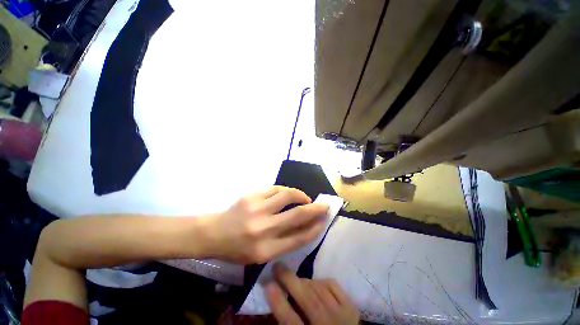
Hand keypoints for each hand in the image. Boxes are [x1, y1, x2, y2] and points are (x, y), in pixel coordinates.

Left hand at [203, 186, 329, 263]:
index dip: (315, 228)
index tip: (324, 221)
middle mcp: (263, 229)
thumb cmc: (238, 248)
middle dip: (316, 209)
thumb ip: (284, 242)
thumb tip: (306, 226)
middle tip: (324, 205)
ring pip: (288, 195)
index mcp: (266, 250)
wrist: (214, 233)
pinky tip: (289, 194)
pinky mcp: (252, 196)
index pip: (299, 238)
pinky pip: (276, 188)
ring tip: (305, 198)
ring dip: (301, 195)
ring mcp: (257, 209)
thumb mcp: (262, 255)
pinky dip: (286, 190)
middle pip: (297, 215)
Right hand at [266, 263, 359, 324]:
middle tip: (277, 266)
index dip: (279, 303)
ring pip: (320, 291)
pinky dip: (321, 281)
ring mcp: (344, 316)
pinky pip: (333, 285)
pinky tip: (314, 283)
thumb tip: (275, 296)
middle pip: (309, 301)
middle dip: (291, 281)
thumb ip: (288, 320)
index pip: (292, 321)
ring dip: (304, 281)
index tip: (268, 285)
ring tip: (295, 278)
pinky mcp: (351, 307)